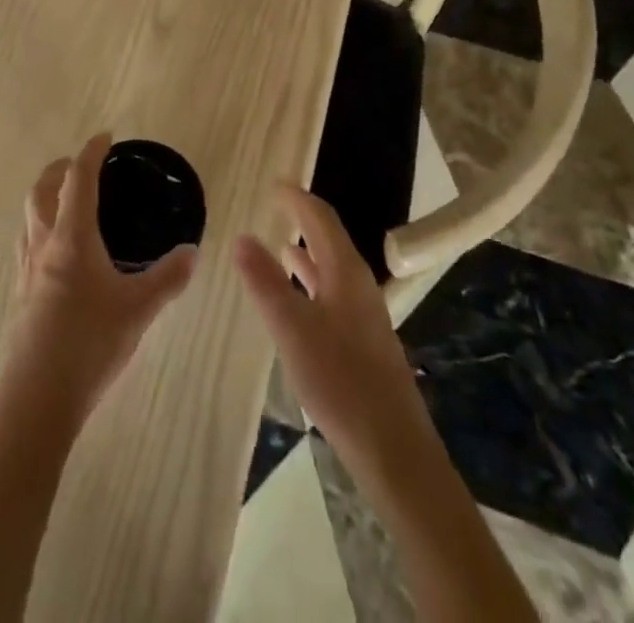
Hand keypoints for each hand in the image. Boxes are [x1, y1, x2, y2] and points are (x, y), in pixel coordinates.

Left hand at [13, 134, 197, 416]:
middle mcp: (44, 243)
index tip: (105, 137)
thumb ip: (168, 278)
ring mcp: (27, 268)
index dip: (90, 152)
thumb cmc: (90, 342)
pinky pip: (27, 241)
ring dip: (46, 195)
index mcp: (72, 237)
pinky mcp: (22, 291)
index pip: (78, 179)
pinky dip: (41, 226)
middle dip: (61, 168)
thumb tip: (193, 251)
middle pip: (42, 188)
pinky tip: (57, 250)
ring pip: (29, 214)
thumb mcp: (138, 309)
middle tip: (82, 165)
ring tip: (67, 200)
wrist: (38, 396)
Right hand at [235, 182, 429, 475]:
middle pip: (329, 238)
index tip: (273, 183)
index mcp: (345, 271)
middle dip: (302, 218)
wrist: (392, 448)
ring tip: (280, 243)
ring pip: (331, 267)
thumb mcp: (292, 328)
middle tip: (274, 206)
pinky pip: (332, 292)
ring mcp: (363, 313)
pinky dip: (311, 282)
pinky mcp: (363, 340)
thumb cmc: (340, 380)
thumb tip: (241, 236)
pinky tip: (298, 298)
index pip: (320, 218)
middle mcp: (358, 284)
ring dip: (306, 251)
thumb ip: (265, 281)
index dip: (296, 197)